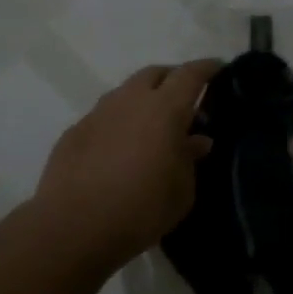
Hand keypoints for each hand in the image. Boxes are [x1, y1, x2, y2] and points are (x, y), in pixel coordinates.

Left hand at [34, 61, 221, 270]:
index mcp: (164, 109)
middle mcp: (130, 101)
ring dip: (142, 100)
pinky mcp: (75, 132)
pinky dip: (119, 122)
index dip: (207, 68)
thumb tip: (196, 140)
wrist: (74, 226)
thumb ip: (190, 159)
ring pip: (126, 92)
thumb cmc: (142, 209)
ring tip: (151, 123)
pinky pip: (104, 117)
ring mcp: (98, 113)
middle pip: (154, 74)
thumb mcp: (182, 190)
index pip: (190, 75)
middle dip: (172, 78)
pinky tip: (120, 146)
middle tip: (184, 97)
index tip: (218, 67)